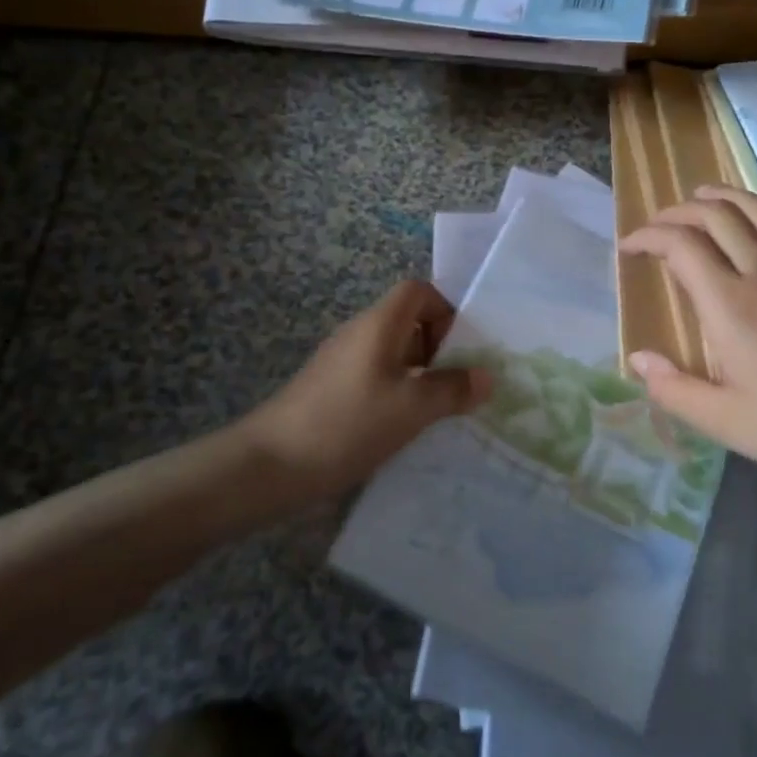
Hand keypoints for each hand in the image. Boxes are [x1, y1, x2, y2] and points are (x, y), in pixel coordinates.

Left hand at [241, 279, 491, 502]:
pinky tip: (402, 428)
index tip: (462, 349)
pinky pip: (374, 377)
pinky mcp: (330, 390)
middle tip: (458, 386)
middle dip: (439, 348)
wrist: (270, 465)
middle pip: (407, 321)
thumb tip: (487, 377)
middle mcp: (359, 333)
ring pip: (392, 353)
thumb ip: (452, 390)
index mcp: (379, 324)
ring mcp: (341, 362)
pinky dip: (395, 393)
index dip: (446, 310)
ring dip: (419, 375)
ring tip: (438, 412)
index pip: (418, 291)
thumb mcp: (411, 409)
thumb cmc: (347, 424)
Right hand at [619, 185, 756, 514]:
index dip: (648, 237)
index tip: (629, 248)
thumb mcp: (725, 424)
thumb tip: (637, 359)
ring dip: (727, 196)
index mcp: (731, 308)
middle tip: (658, 226)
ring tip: (701, 195)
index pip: (681, 246)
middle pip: (718, 218)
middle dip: (679, 212)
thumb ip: (673, 389)